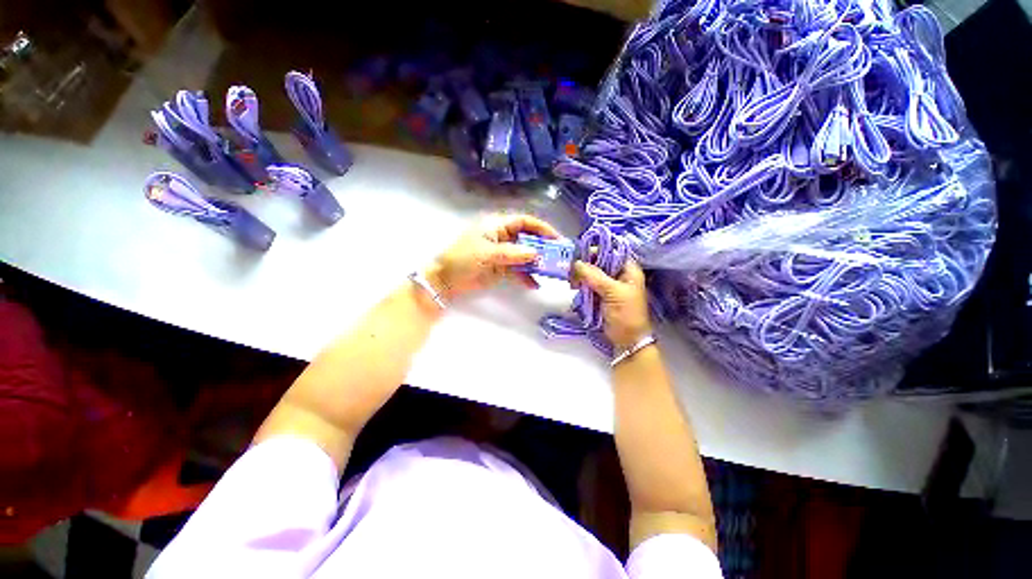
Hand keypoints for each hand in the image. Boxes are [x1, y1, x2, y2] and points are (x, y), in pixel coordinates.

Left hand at [425, 214, 559, 300]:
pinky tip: (534, 285)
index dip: (542, 228)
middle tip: (559, 257)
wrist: (445, 281)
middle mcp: (503, 237)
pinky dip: (526, 276)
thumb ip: (512, 253)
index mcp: (497, 226)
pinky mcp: (501, 269)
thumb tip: (536, 253)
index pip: (525, 222)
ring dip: (537, 263)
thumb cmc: (462, 259)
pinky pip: (519, 270)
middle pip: (528, 238)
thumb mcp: (487, 253)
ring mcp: (503, 254)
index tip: (557, 239)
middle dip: (543, 247)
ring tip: (551, 272)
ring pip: (525, 255)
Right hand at [573, 259, 651, 350]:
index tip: (580, 255)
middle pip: (599, 262)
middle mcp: (618, 274)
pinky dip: (581, 285)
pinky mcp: (600, 294)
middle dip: (585, 266)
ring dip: (581, 276)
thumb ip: (595, 276)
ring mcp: (608, 285)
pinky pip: (588, 284)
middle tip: (572, 271)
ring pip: (591, 274)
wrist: (627, 339)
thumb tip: (577, 263)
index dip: (596, 251)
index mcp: (628, 269)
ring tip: (573, 283)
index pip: (611, 252)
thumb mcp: (613, 292)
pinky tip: (575, 288)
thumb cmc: (626, 314)